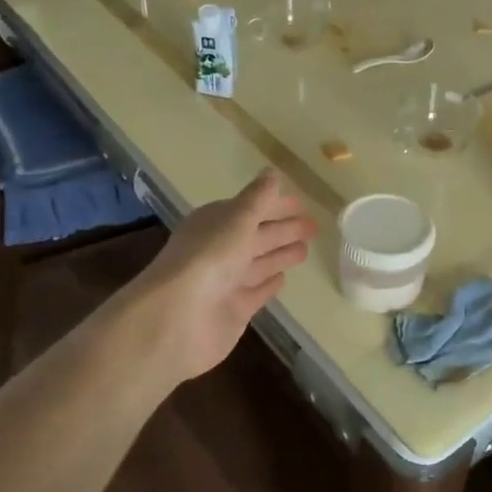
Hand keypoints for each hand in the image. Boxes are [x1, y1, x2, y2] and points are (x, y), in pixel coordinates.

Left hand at [114, 171, 317, 386]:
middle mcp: (219, 250)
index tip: (301, 203)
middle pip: (256, 236)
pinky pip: (256, 292)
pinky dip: (269, 285)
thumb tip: (271, 173)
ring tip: (306, 249)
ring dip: (280, 254)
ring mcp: (226, 282)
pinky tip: (284, 279)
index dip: (274, 205)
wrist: (178, 318)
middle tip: (313, 226)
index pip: (249, 209)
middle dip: (283, 229)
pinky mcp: (234, 310)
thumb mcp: (237, 219)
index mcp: (215, 224)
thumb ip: (257, 198)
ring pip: (259, 263)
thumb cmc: (209, 258)